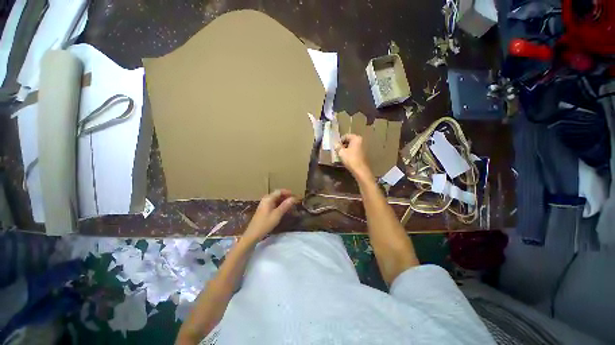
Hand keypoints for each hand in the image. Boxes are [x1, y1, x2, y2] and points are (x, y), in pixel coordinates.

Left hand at [242, 189, 297, 242]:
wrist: (253, 234)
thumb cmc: (265, 223)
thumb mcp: (277, 214)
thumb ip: (285, 205)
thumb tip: (293, 198)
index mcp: (268, 198)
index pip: (280, 191)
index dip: (288, 192)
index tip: (295, 196)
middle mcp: (266, 199)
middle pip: (278, 194)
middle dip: (286, 196)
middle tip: (294, 200)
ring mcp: (264, 204)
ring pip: (276, 199)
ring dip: (283, 201)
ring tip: (291, 205)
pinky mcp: (264, 209)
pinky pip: (274, 203)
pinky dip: (280, 204)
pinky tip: (284, 209)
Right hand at [335, 134, 372, 179]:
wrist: (360, 170)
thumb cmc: (351, 159)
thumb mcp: (341, 152)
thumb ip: (337, 146)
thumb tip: (335, 143)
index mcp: (356, 138)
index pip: (345, 136)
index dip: (339, 141)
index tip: (335, 147)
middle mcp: (361, 141)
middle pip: (349, 141)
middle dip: (343, 145)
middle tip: (337, 151)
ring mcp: (364, 147)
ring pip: (352, 146)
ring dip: (346, 150)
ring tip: (341, 155)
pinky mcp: (364, 154)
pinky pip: (355, 151)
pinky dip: (350, 153)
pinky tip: (347, 158)